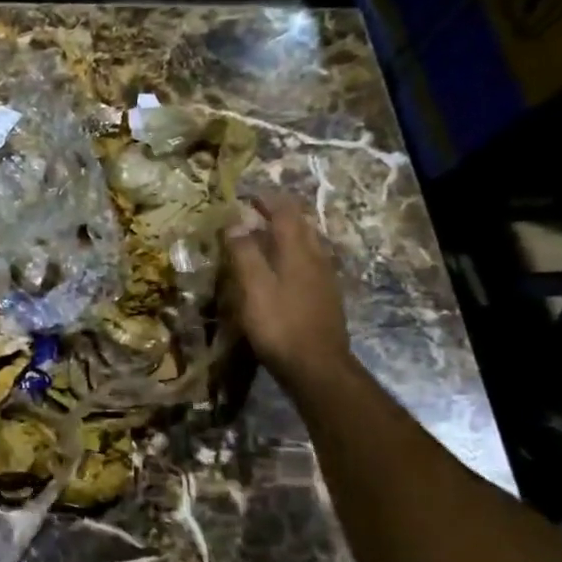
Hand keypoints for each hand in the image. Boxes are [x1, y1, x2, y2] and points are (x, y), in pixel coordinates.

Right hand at [223, 190, 350, 381]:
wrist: (317, 367)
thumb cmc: (279, 325)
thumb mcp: (253, 288)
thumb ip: (244, 253)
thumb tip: (235, 222)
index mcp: (298, 251)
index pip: (285, 213)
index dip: (266, 199)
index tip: (246, 194)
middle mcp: (316, 258)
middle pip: (301, 225)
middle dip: (280, 213)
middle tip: (256, 210)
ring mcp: (325, 279)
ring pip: (308, 243)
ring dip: (288, 233)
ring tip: (267, 235)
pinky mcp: (326, 297)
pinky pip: (310, 262)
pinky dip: (294, 254)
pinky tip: (284, 268)